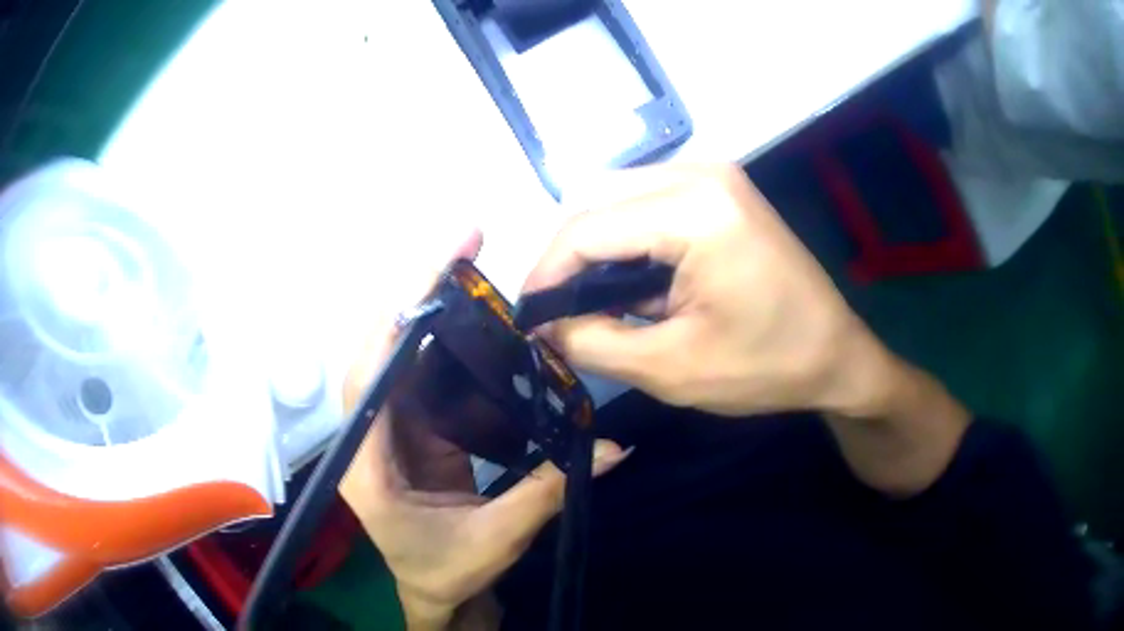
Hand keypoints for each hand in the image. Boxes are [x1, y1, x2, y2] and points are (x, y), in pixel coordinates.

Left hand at [340, 232, 626, 629]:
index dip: (394, 322)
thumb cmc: (447, 570)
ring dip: (436, 312)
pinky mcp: (415, 427)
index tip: (432, 274)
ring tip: (477, 273)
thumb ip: (549, 490)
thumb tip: (614, 448)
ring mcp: (392, 427)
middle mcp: (369, 434)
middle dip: (417, 293)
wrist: (435, 591)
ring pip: (404, 354)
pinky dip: (451, 344)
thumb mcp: (498, 537)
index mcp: (369, 464)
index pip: (367, 378)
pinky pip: (427, 374)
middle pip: (381, 349)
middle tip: (465, 247)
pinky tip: (483, 324)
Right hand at [524, 165, 969, 495]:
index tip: (527, 317)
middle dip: (567, 257)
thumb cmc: (766, 366)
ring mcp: (713, 173)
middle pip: (597, 200)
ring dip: (596, 248)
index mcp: (695, 209)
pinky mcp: (719, 187)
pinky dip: (627, 240)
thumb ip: (591, 342)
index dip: (546, 273)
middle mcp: (700, 172)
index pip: (587, 228)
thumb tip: (543, 325)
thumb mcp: (670, 368)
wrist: (836, 356)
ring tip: (593, 302)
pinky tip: (632, 282)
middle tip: (558, 312)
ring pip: (617, 197)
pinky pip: (647, 202)